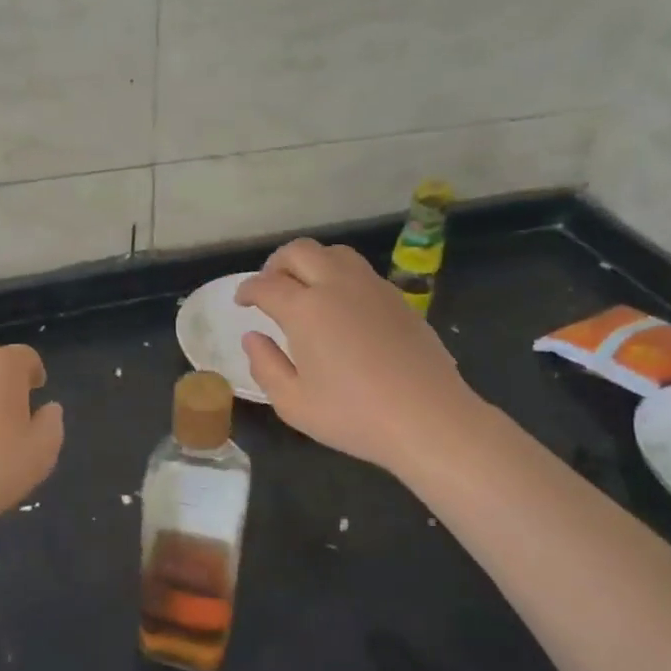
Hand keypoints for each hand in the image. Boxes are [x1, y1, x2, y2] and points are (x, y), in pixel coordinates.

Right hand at [236, 240, 489, 479]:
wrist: (428, 418)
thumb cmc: (354, 416)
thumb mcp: (293, 403)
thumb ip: (265, 366)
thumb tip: (253, 337)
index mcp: (305, 309)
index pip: (266, 285)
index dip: (248, 290)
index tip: (242, 302)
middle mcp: (336, 285)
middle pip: (299, 252)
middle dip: (276, 264)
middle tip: (270, 287)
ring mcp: (372, 287)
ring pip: (333, 253)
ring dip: (311, 263)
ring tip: (305, 289)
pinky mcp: (398, 298)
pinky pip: (360, 271)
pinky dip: (339, 276)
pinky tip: (341, 306)